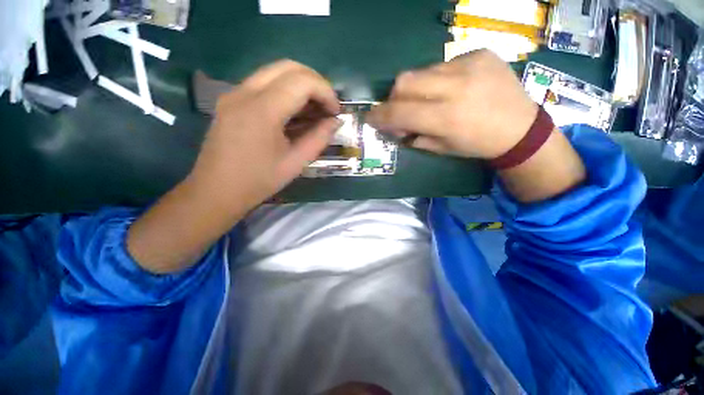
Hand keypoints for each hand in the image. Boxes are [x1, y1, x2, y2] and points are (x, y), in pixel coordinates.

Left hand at [188, 60, 340, 210]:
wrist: (215, 191)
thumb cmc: (258, 181)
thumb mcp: (295, 163)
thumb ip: (318, 139)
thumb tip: (335, 122)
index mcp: (262, 111)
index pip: (302, 81)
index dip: (326, 92)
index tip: (335, 112)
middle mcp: (245, 92)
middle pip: (288, 66)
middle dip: (315, 82)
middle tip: (327, 106)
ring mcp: (234, 93)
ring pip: (275, 71)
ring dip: (301, 84)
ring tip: (314, 109)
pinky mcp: (231, 99)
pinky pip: (264, 82)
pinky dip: (286, 90)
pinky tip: (294, 111)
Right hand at [367, 49, 537, 158]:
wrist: (520, 128)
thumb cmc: (477, 145)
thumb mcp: (440, 148)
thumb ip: (413, 136)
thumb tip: (394, 127)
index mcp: (446, 119)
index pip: (399, 113)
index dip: (380, 116)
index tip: (371, 118)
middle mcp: (456, 87)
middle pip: (404, 81)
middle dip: (393, 98)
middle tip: (399, 110)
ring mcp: (469, 65)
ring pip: (421, 71)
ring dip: (415, 89)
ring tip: (427, 100)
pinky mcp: (479, 53)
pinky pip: (442, 65)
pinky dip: (435, 79)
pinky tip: (449, 89)